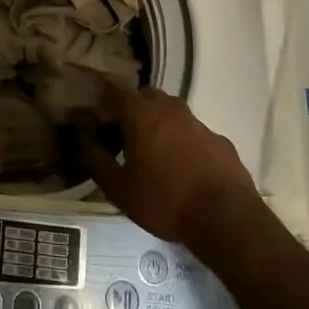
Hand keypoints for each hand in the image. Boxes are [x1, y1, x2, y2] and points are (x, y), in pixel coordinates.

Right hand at [85, 89, 260, 245]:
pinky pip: (194, 132)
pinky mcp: (219, 140)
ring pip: (172, 111)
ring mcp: (198, 122)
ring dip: (160, 122)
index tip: (97, 112)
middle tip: (125, 131)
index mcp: (141, 115)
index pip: (116, 90)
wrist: (225, 218)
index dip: (104, 98)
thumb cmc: (164, 201)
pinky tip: (184, 166)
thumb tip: (82, 141)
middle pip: (146, 95)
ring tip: (154, 150)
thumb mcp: (120, 189)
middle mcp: (169, 109)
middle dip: (133, 106)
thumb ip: (97, 161)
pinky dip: (184, 140)